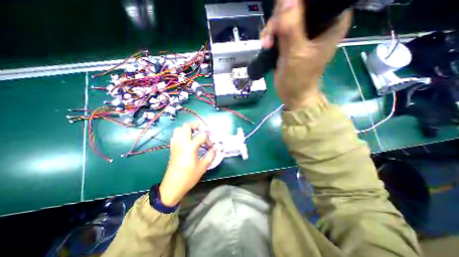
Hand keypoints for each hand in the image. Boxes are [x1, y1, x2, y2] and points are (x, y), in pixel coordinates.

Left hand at [159, 123, 216, 206]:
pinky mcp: (172, 148)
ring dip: (187, 128)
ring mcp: (175, 144)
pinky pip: (175, 135)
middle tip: (202, 130)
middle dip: (196, 125)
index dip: (208, 140)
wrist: (173, 185)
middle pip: (187, 126)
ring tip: (194, 133)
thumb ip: (211, 155)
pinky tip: (187, 139)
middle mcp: (182, 142)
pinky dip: (181, 133)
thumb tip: (215, 148)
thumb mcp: (203, 167)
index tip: (210, 147)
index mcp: (190, 147)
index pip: (202, 136)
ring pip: (179, 129)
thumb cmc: (189, 177)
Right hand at [259, 0, 352, 108]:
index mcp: (331, 21)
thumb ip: (291, 28)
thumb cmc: (299, 79)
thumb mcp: (296, 54)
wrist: (292, 95)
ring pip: (284, 18)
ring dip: (271, 30)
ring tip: (266, 44)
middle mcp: (318, 24)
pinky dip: (270, 36)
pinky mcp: (290, 41)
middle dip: (279, 19)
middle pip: (296, 6)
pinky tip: (266, 45)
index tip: (282, 15)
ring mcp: (302, 33)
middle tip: (271, 35)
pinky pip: (278, 31)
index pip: (316, 0)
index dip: (297, 3)